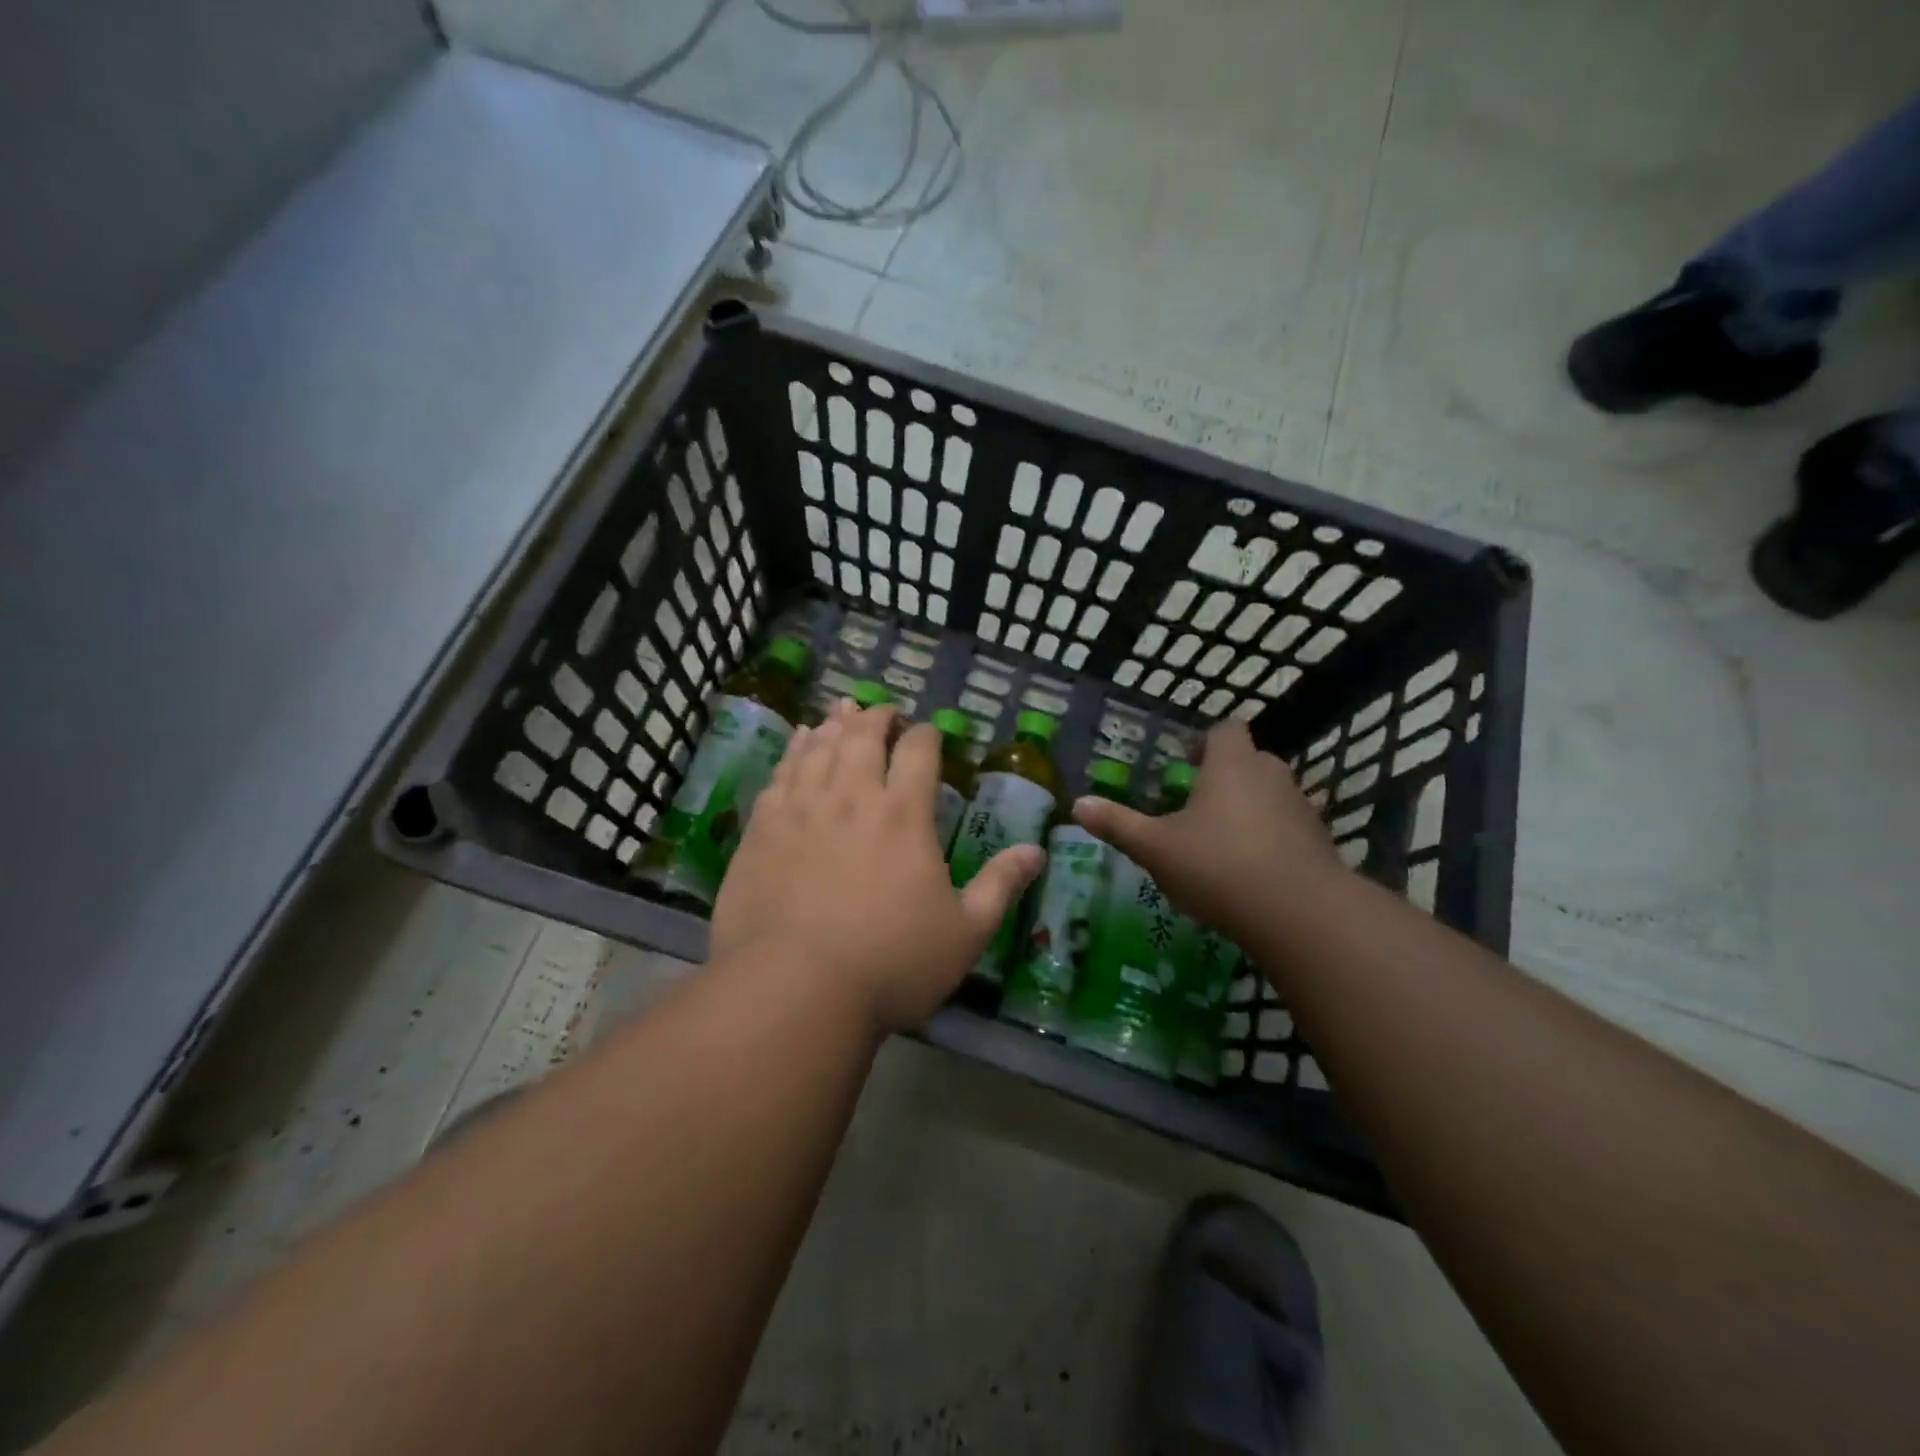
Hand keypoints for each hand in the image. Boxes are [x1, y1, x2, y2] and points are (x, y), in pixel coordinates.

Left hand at [712, 699, 1043, 1034]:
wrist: (794, 989)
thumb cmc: (891, 964)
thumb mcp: (965, 933)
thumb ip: (1000, 886)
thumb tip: (1036, 851)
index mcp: (904, 815)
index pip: (919, 751)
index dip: (926, 734)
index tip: (929, 732)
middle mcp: (852, 797)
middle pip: (864, 736)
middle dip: (878, 717)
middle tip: (884, 712)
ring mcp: (802, 808)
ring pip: (821, 747)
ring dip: (836, 724)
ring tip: (843, 711)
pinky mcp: (763, 828)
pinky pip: (781, 772)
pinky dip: (795, 749)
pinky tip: (800, 742)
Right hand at [1071, 722, 1345, 941]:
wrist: (1300, 915)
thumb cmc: (1219, 866)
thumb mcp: (1156, 848)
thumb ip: (1118, 824)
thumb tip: (1078, 804)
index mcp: (1231, 765)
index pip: (1225, 729)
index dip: (1206, 741)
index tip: (1186, 763)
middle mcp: (1271, 775)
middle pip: (1250, 760)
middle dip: (1225, 777)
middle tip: (1197, 806)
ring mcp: (1301, 808)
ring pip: (1272, 795)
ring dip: (1250, 809)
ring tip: (1222, 843)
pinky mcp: (1320, 842)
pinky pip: (1289, 828)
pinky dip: (1272, 839)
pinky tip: (1251, 872)